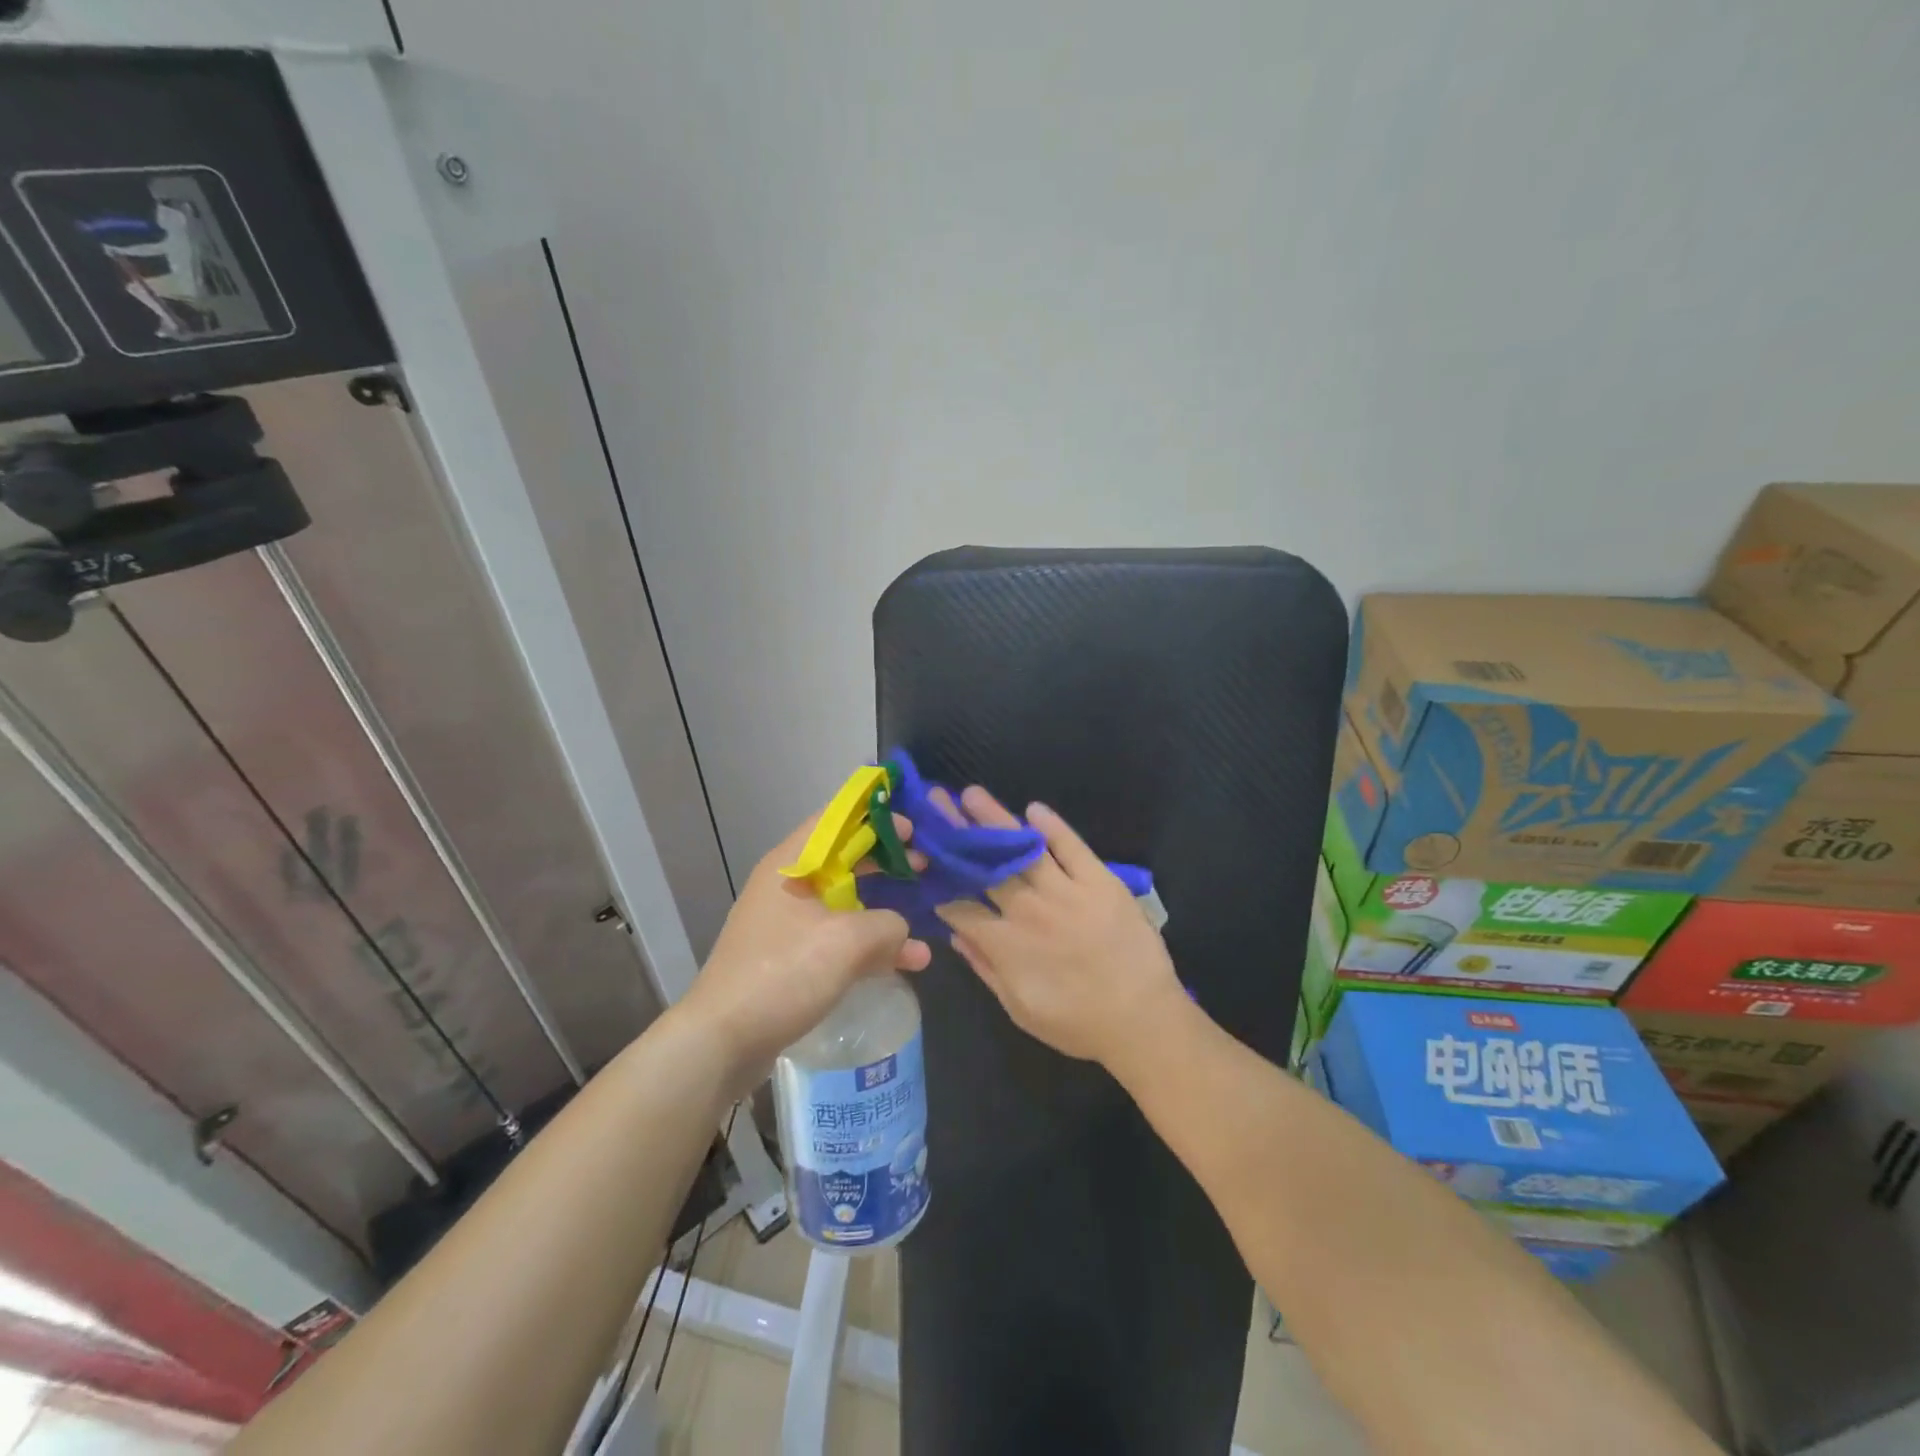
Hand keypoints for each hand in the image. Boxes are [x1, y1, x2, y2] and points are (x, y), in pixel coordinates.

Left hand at [680, 810, 931, 1090]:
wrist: (722, 1041)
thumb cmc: (783, 973)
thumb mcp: (847, 942)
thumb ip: (888, 926)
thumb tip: (903, 932)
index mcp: (791, 865)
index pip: (835, 819)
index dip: (876, 817)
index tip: (913, 829)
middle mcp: (786, 887)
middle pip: (843, 859)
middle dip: (885, 862)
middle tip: (924, 867)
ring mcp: (787, 924)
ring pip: (844, 902)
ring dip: (884, 910)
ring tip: (922, 919)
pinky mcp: (790, 959)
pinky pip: (837, 938)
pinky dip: (869, 944)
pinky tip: (905, 963)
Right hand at [935, 787, 1181, 1065]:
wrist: (1142, 1019)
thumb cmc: (1077, 1023)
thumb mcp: (1019, 1009)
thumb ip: (985, 969)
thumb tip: (955, 934)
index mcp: (1006, 943)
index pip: (961, 907)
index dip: (941, 887)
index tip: (929, 867)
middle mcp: (1029, 908)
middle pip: (985, 865)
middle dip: (957, 834)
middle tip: (937, 802)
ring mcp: (1066, 890)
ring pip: (1022, 847)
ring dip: (995, 818)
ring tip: (972, 794)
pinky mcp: (1100, 880)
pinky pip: (1072, 846)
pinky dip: (1053, 826)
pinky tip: (1034, 809)